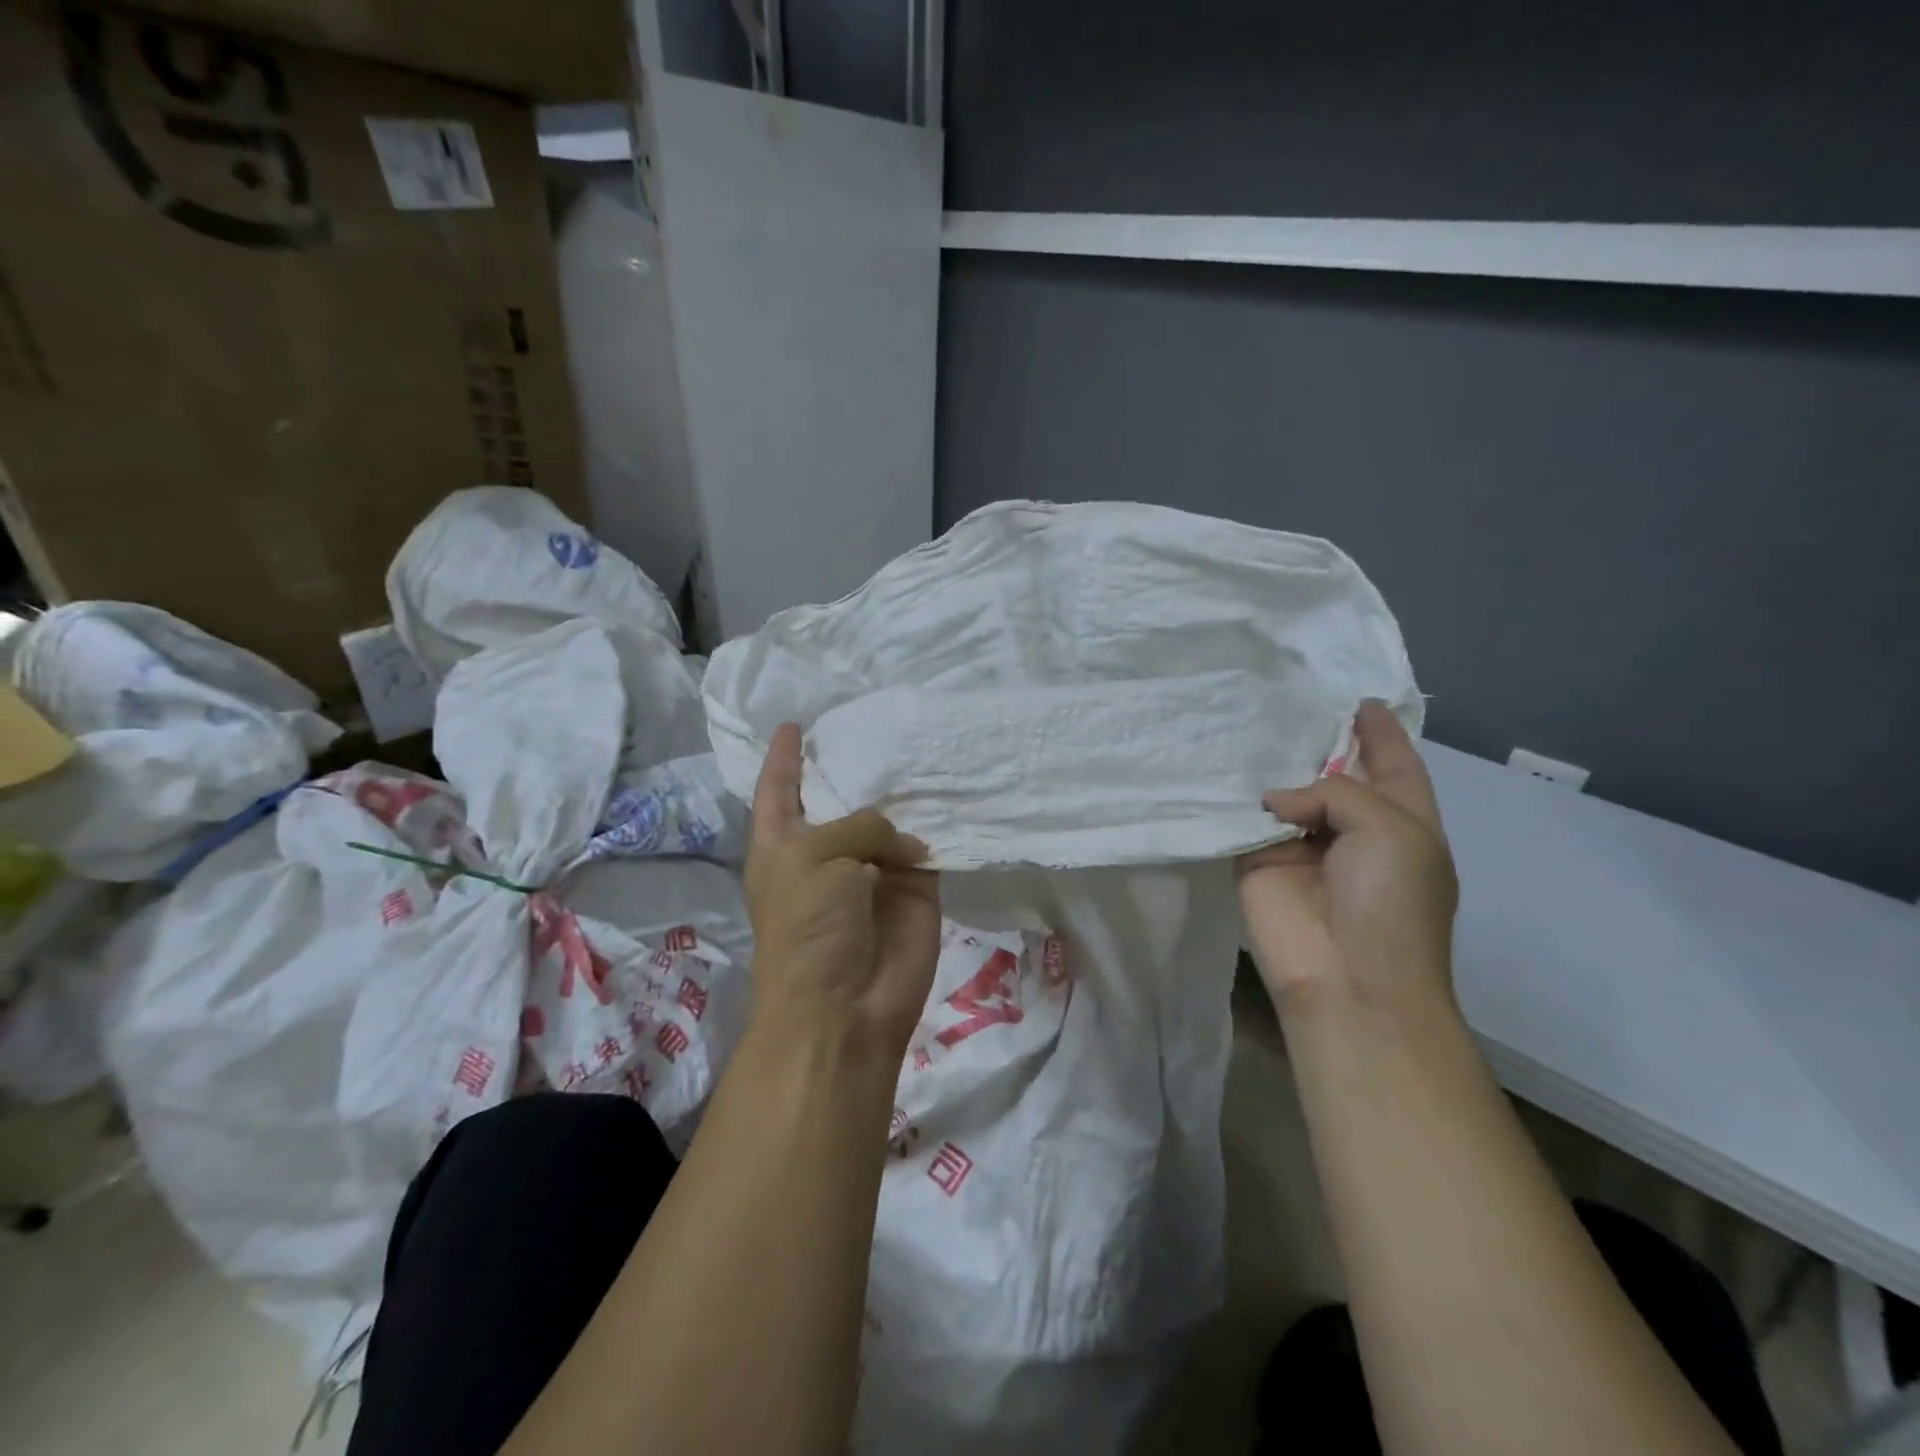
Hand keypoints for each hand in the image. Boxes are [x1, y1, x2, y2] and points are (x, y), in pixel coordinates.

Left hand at [745, 722, 940, 1060]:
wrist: (846, 1008)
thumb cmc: (809, 928)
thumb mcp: (816, 859)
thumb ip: (862, 826)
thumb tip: (908, 846)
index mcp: (784, 845)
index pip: (779, 790)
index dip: (784, 758)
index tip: (793, 724)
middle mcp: (828, 852)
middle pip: (841, 798)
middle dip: (854, 766)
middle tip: (876, 720)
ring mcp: (874, 870)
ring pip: (890, 819)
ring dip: (902, 790)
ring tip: (922, 742)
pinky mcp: (915, 888)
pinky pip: (928, 846)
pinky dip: (938, 823)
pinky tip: (952, 785)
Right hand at [1238, 700, 1457, 1016]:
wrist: (1346, 978)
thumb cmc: (1390, 902)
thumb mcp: (1391, 829)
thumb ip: (1336, 791)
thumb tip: (1274, 803)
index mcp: (1403, 824)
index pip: (1393, 766)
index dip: (1381, 734)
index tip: (1361, 700)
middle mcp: (1352, 831)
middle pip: (1334, 775)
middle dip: (1318, 742)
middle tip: (1290, 700)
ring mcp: (1301, 847)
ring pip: (1286, 794)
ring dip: (1272, 766)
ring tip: (1250, 722)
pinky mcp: (1256, 862)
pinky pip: (1245, 820)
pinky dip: (1237, 797)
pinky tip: (1221, 763)